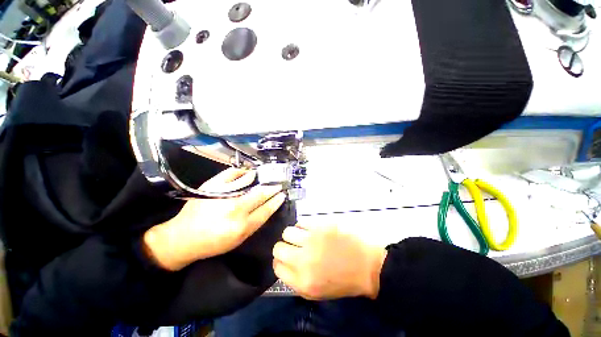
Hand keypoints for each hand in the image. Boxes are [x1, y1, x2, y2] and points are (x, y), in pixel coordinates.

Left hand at [144, 168, 285, 270]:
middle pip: (260, 195)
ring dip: (259, 179)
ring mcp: (222, 195)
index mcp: (242, 226)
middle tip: (278, 185)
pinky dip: (241, 172)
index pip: (266, 210)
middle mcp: (234, 209)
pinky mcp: (211, 187)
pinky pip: (230, 174)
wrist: (182, 238)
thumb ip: (254, 224)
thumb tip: (267, 208)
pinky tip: (248, 173)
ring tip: (265, 178)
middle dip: (272, 189)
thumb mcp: (237, 241)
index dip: (276, 201)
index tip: (282, 195)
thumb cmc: (212, 243)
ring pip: (248, 182)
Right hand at [272, 223, 386, 299]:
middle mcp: (304, 261)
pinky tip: (311, 230)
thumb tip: (283, 262)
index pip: (277, 267)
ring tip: (303, 237)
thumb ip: (296, 279)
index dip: (280, 261)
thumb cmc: (343, 281)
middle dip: (283, 247)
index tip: (286, 257)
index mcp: (303, 282)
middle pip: (278, 248)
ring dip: (293, 235)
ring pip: (288, 232)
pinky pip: (301, 222)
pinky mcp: (321, 226)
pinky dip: (303, 226)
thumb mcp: (317, 292)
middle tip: (293, 246)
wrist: (367, 266)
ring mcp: (313, 240)